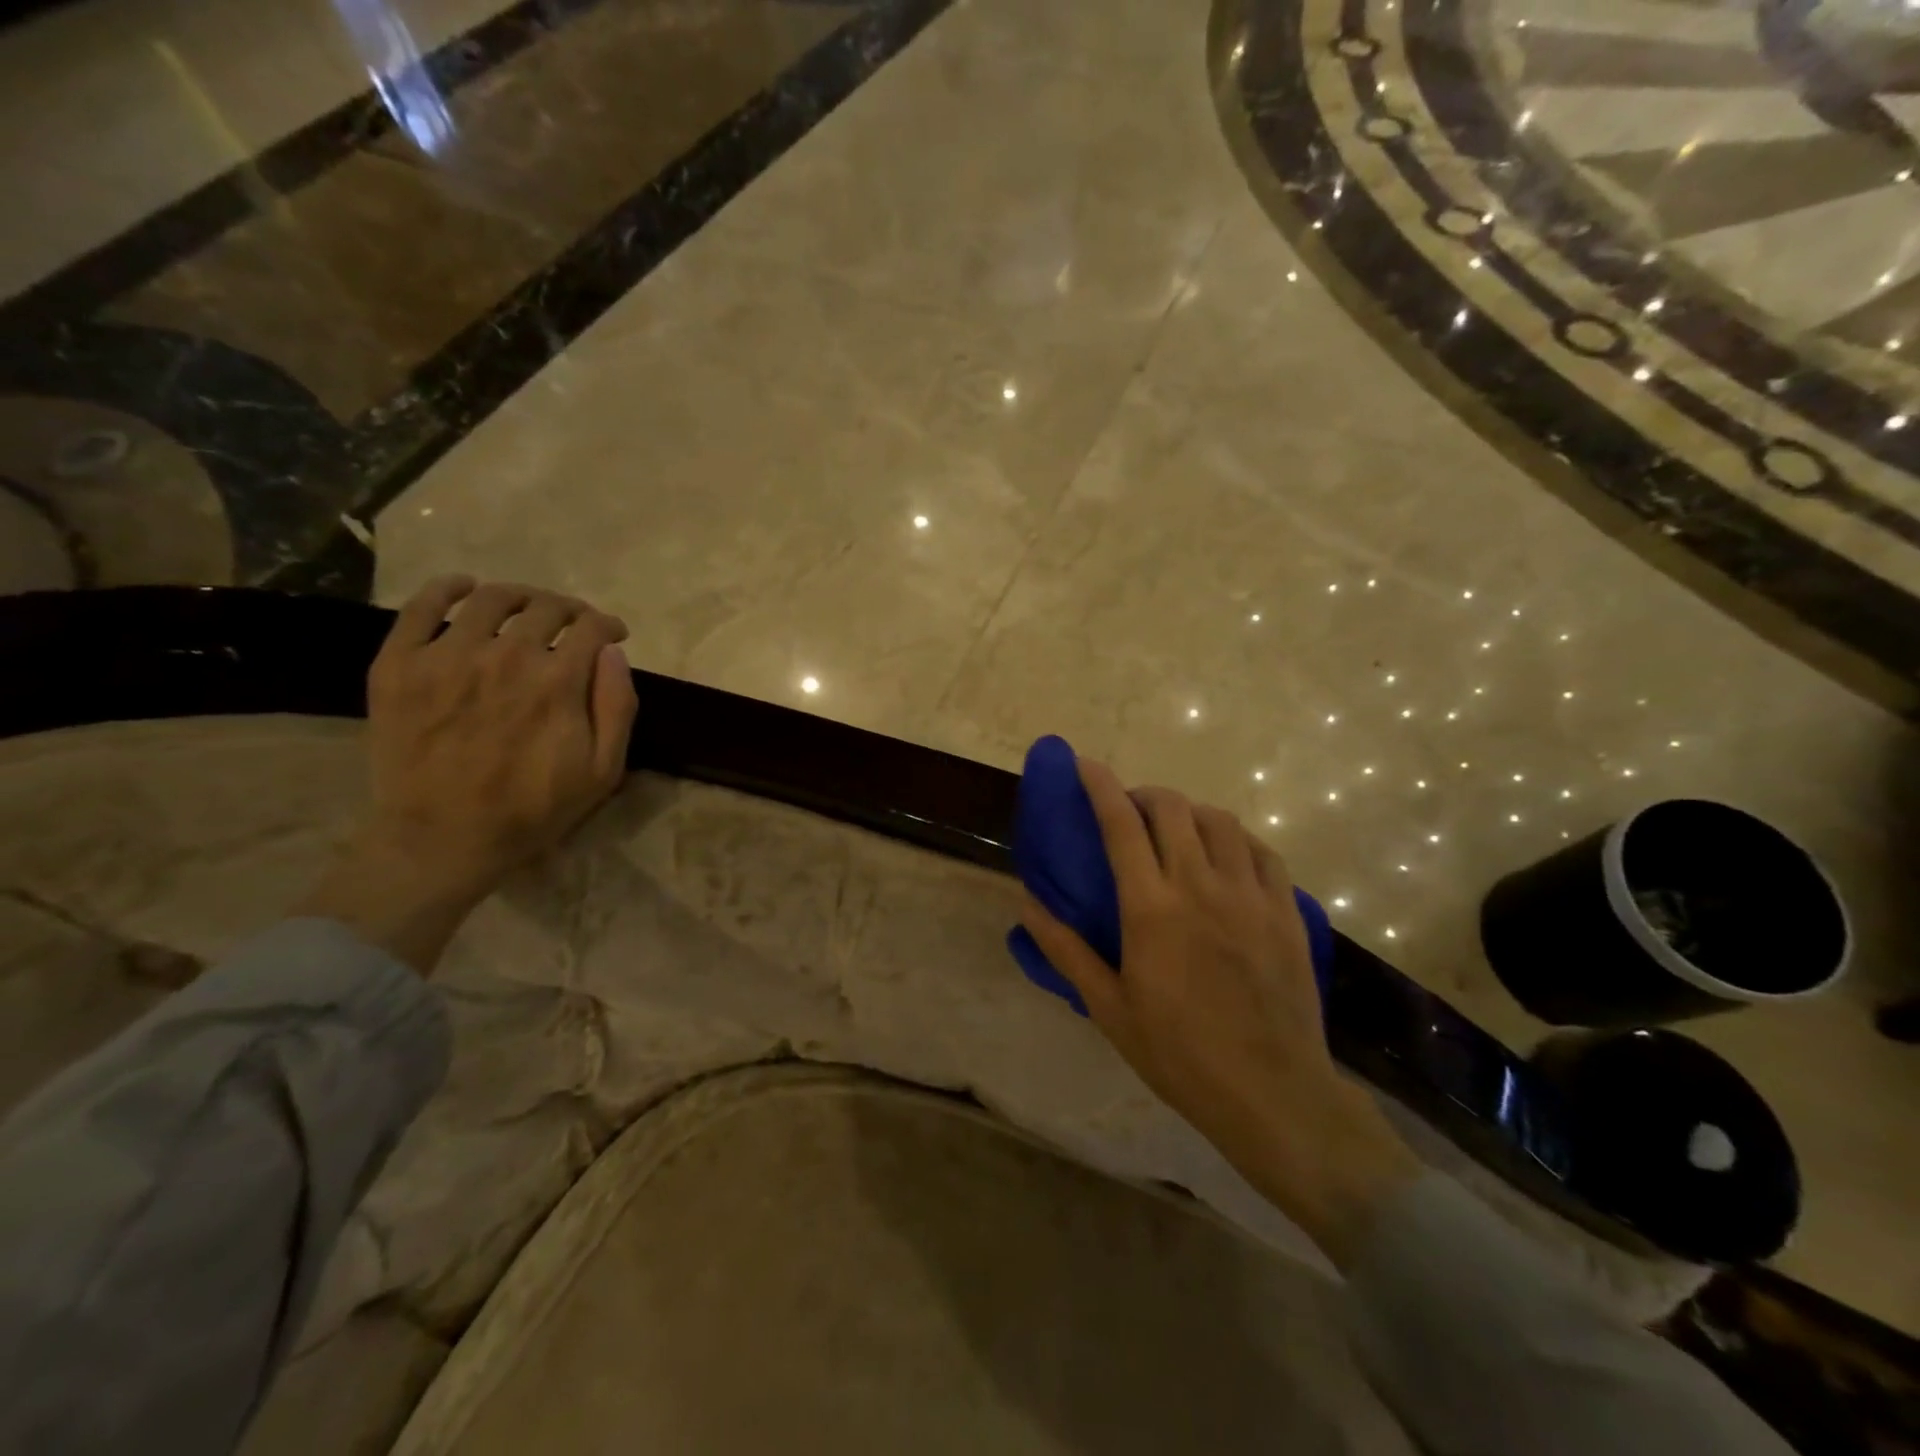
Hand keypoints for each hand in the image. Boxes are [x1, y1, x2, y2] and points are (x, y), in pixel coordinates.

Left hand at [300, 577, 638, 972]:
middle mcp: (505, 655)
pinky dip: (447, 587)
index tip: (613, 634)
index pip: (591, 627)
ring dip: (520, 595)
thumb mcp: (603, 771)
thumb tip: (613, 652)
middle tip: (573, 624)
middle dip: (570, 609)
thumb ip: (617, 706)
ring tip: (526, 608)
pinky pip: (420, 606)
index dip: (608, 625)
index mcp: (557, 682)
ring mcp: (446, 656)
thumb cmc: (533, 809)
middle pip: (546, 606)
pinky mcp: (399, 664)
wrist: (443, 838)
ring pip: (490, 598)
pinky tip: (464, 588)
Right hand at [1019, 758, 1417, 1267]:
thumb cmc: (1178, 1053)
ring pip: (1220, 821)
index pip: (1121, 825)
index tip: (1085, 764)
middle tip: (1131, 810)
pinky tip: (1227, 854)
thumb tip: (1027, 902)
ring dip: (1190, 812)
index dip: (1100, 786)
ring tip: (1178, 830)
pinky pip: (1261, 850)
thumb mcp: (1108, 1006)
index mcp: (1152, 908)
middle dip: (1145, 795)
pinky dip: (1236, 837)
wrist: (1271, 1092)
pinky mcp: (1286, 910)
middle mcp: (1201, 886)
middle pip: (1173, 809)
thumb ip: (1065, 948)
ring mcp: (1250, 895)